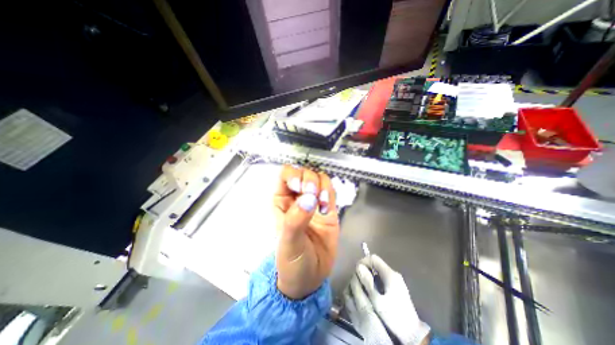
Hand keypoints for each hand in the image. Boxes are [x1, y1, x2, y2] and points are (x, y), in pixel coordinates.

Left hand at [274, 164, 341, 298]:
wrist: (310, 277)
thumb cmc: (291, 262)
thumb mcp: (288, 243)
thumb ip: (296, 220)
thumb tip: (309, 199)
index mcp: (281, 201)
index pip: (286, 175)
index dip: (293, 175)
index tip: (301, 186)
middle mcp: (297, 197)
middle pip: (304, 173)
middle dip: (310, 180)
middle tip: (313, 196)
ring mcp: (313, 202)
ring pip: (319, 179)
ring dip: (322, 186)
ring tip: (323, 204)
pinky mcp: (328, 208)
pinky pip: (330, 191)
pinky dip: (330, 193)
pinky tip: (328, 206)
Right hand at [344, 253, 428, 344]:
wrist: (413, 335)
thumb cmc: (394, 317)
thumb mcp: (378, 301)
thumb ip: (367, 282)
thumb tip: (358, 267)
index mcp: (390, 274)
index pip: (373, 258)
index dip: (363, 262)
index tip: (356, 272)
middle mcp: (393, 274)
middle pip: (375, 264)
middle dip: (364, 270)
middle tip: (358, 281)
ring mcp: (395, 280)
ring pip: (377, 271)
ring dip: (368, 276)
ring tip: (362, 287)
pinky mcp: (395, 287)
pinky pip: (380, 278)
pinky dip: (373, 281)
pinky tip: (370, 292)